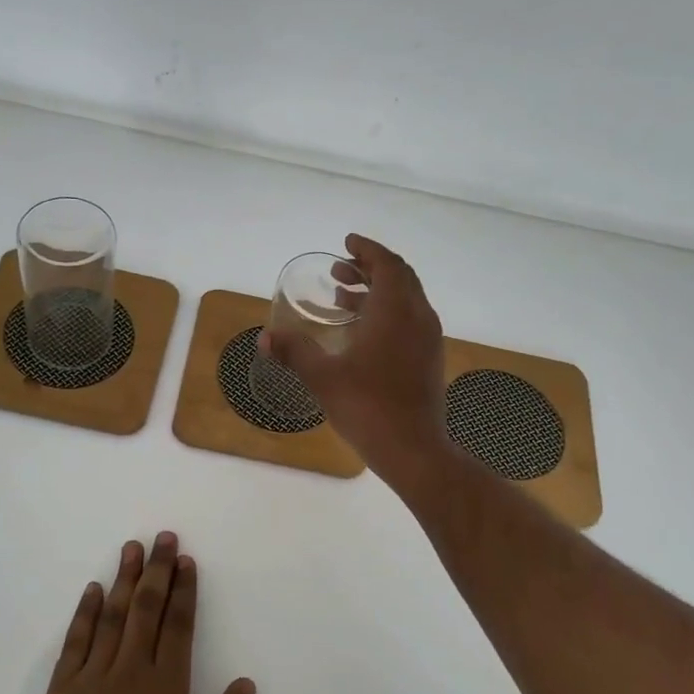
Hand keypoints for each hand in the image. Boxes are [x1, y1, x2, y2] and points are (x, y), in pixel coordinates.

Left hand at [22, 533, 255, 693]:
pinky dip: (85, 613)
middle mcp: (131, 673)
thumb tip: (246, 685)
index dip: (184, 591)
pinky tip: (93, 591)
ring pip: (112, 617)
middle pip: (146, 609)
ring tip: (131, 548)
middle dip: (157, 571)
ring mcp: (92, 679)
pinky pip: (76, 642)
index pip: (179, 626)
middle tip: (162, 538)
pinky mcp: (61, 693)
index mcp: (167, 691)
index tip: (186, 561)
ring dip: (123, 580)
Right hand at [260, 234, 448, 483]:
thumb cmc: (367, 407)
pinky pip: (410, 320)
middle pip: (399, 277)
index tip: (346, 243)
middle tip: (340, 271)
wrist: (413, 449)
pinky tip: (362, 334)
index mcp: (395, 311)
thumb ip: (294, 351)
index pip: (387, 264)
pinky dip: (387, 313)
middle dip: (369, 269)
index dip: (367, 249)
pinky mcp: (430, 359)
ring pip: (406, 300)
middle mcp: (418, 317)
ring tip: (343, 299)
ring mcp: (429, 339)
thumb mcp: (323, 377)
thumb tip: (264, 337)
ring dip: (377, 292)